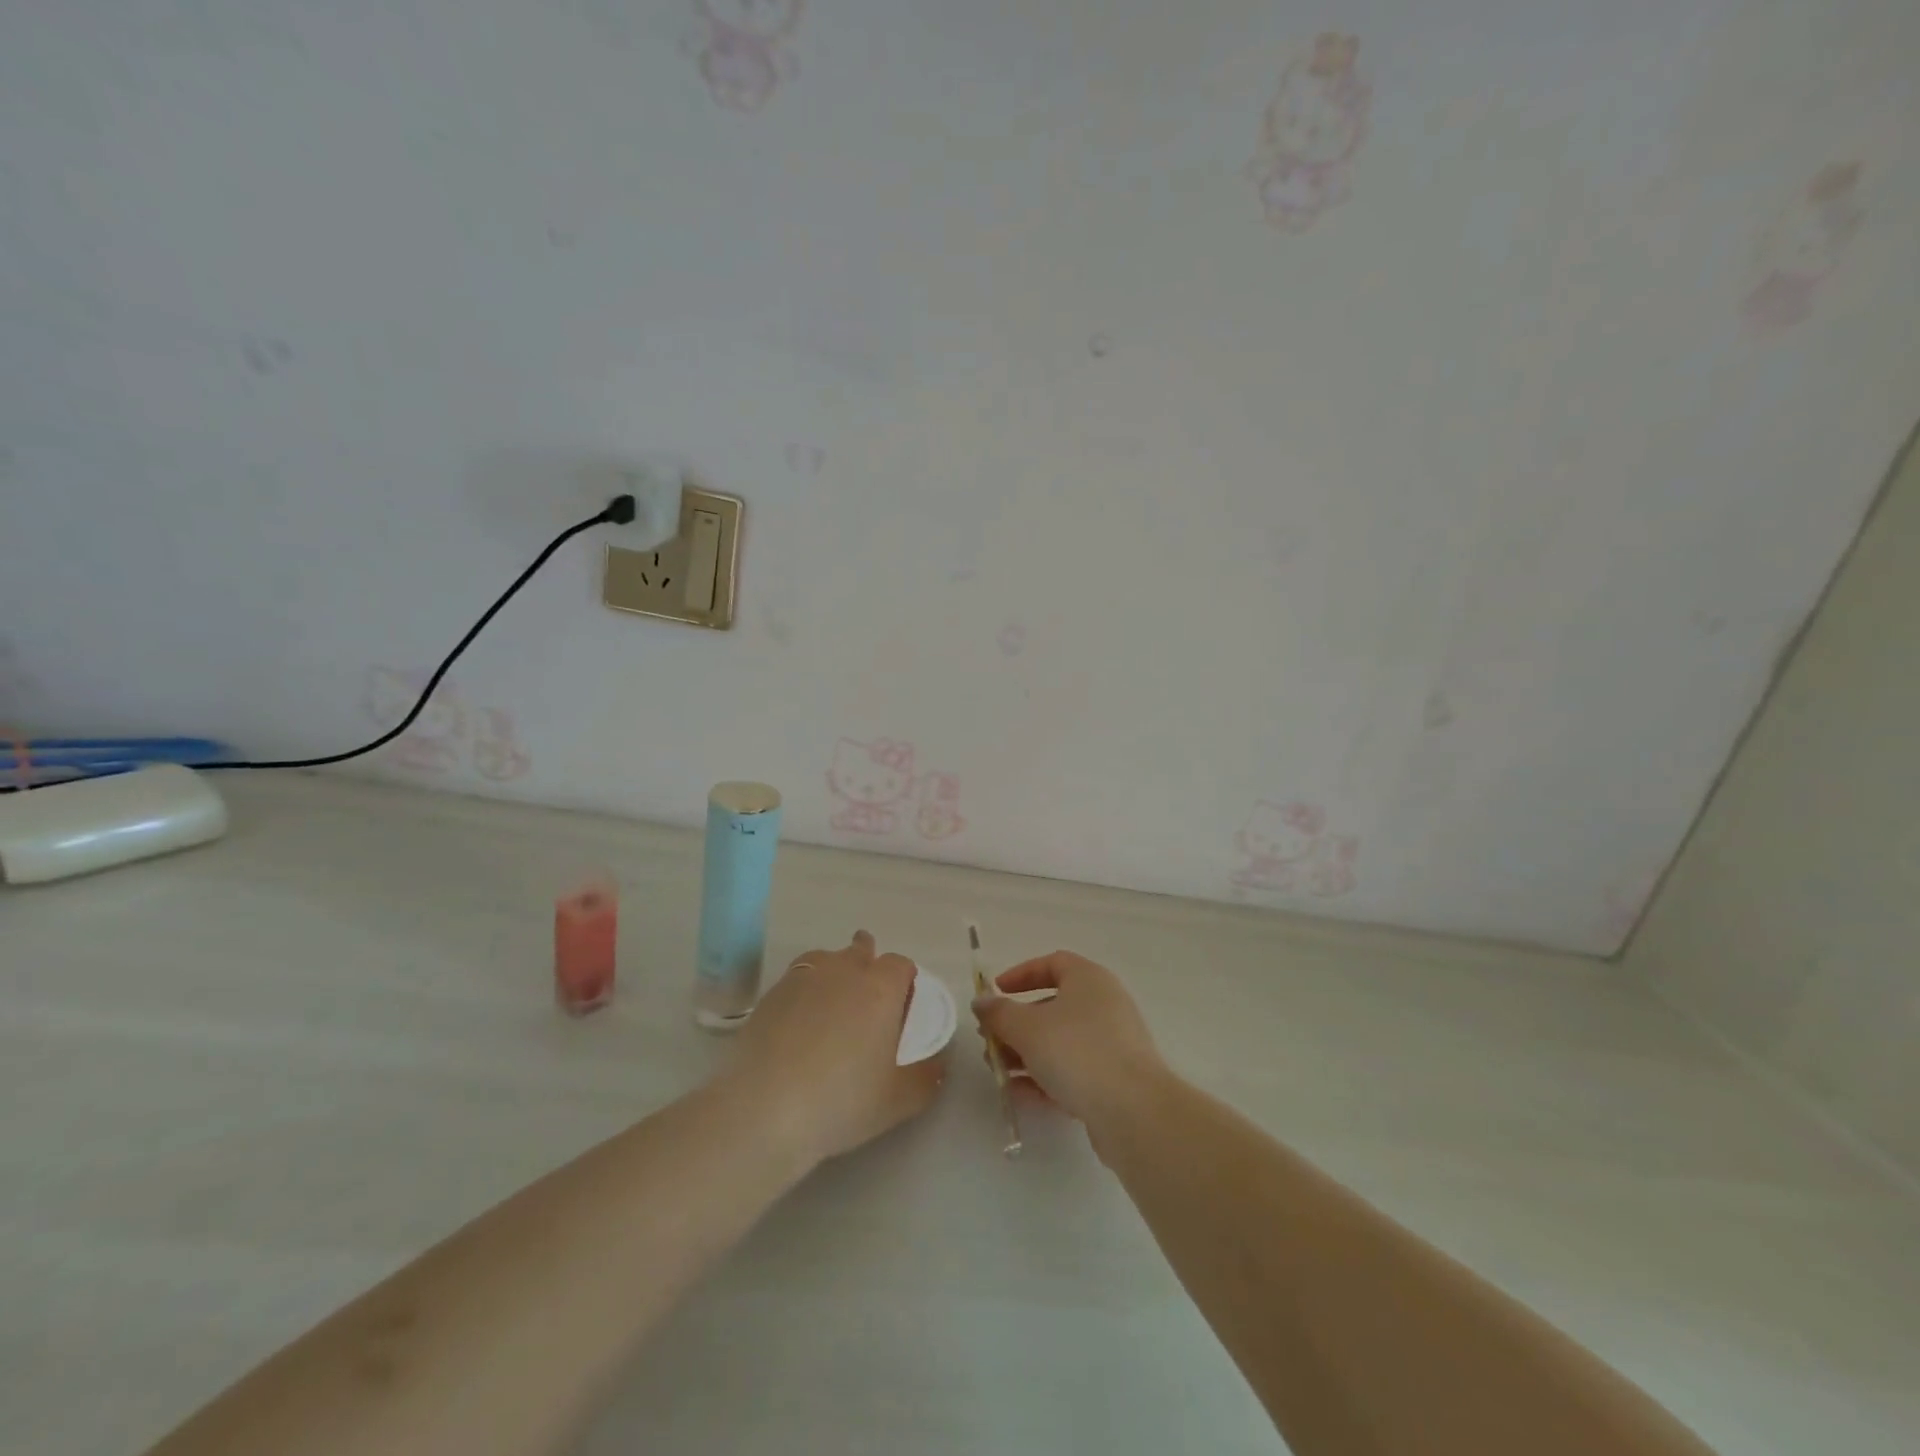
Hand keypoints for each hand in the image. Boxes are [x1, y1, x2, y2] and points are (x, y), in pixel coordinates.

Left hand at [728, 931, 945, 1165]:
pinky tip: (800, 1020)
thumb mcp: (899, 1100)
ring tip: (833, 1003)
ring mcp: (803, 977)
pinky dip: (805, 990)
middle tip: (868, 999)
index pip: (901, 965)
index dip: (905, 981)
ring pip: (827, 958)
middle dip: (869, 963)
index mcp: (880, 988)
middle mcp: (844, 971)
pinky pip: (797, 977)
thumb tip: (940, 1063)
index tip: (903, 1007)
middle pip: (862, 949)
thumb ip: (928, 1077)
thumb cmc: (843, 1101)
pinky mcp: (771, 994)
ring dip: (835, 971)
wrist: (765, 1108)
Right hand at [972, 951, 1170, 1137]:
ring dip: (1026, 1053)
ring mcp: (1113, 1043)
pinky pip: (1073, 1070)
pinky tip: (1019, 1094)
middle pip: (1053, 1005)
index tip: (996, 992)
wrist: (1133, 1111)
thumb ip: (999, 1013)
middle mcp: (1105, 1004)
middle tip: (991, 1040)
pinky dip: (1046, 1076)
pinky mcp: (1115, 1079)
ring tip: (998, 1071)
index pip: (1053, 963)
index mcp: (1089, 979)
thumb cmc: (1077, 1052)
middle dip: (1017, 1023)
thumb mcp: (1027, 1028)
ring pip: (1061, 1041)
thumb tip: (981, 1002)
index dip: (1021, 974)